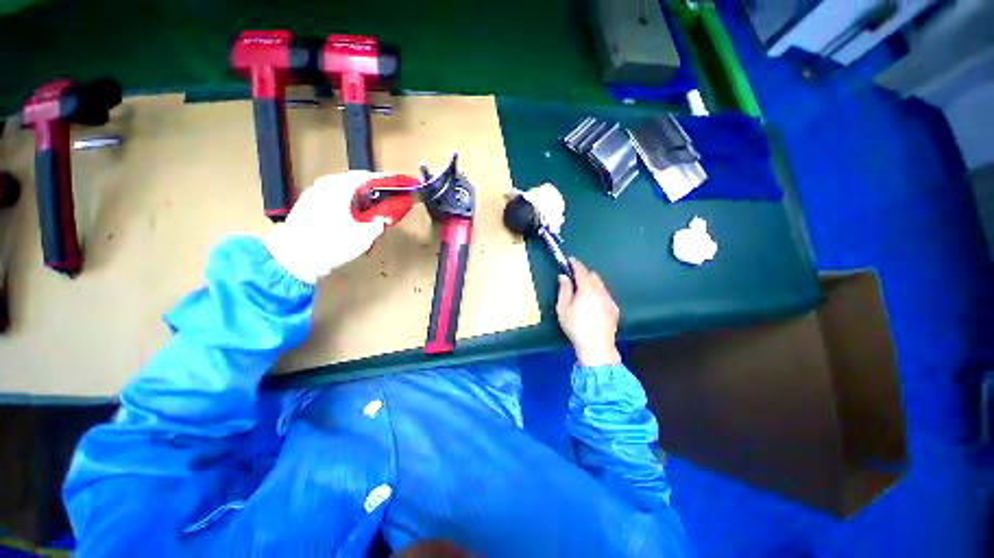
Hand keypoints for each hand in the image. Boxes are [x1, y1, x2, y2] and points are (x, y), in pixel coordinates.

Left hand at [264, 171, 389, 283]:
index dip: (380, 179)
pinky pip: (327, 193)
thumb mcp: (363, 239)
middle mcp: (324, 187)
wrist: (295, 258)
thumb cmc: (331, 246)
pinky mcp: (304, 204)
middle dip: (367, 186)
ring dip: (352, 192)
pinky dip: (340, 197)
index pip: (363, 177)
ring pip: (337, 186)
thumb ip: (378, 226)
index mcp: (339, 190)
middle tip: (380, 195)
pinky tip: (345, 211)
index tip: (391, 183)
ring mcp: (311, 194)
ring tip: (364, 203)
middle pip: (349, 179)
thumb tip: (384, 219)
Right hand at [556, 258, 621, 366]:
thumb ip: (564, 290)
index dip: (575, 263)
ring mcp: (609, 299)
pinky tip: (593, 304)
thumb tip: (564, 277)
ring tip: (583, 292)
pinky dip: (599, 294)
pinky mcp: (614, 309)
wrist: (597, 346)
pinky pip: (605, 295)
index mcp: (587, 288)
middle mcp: (601, 290)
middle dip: (584, 273)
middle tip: (574, 278)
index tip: (570, 260)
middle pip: (593, 275)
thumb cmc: (576, 326)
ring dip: (592, 283)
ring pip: (601, 285)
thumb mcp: (563, 308)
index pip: (581, 270)